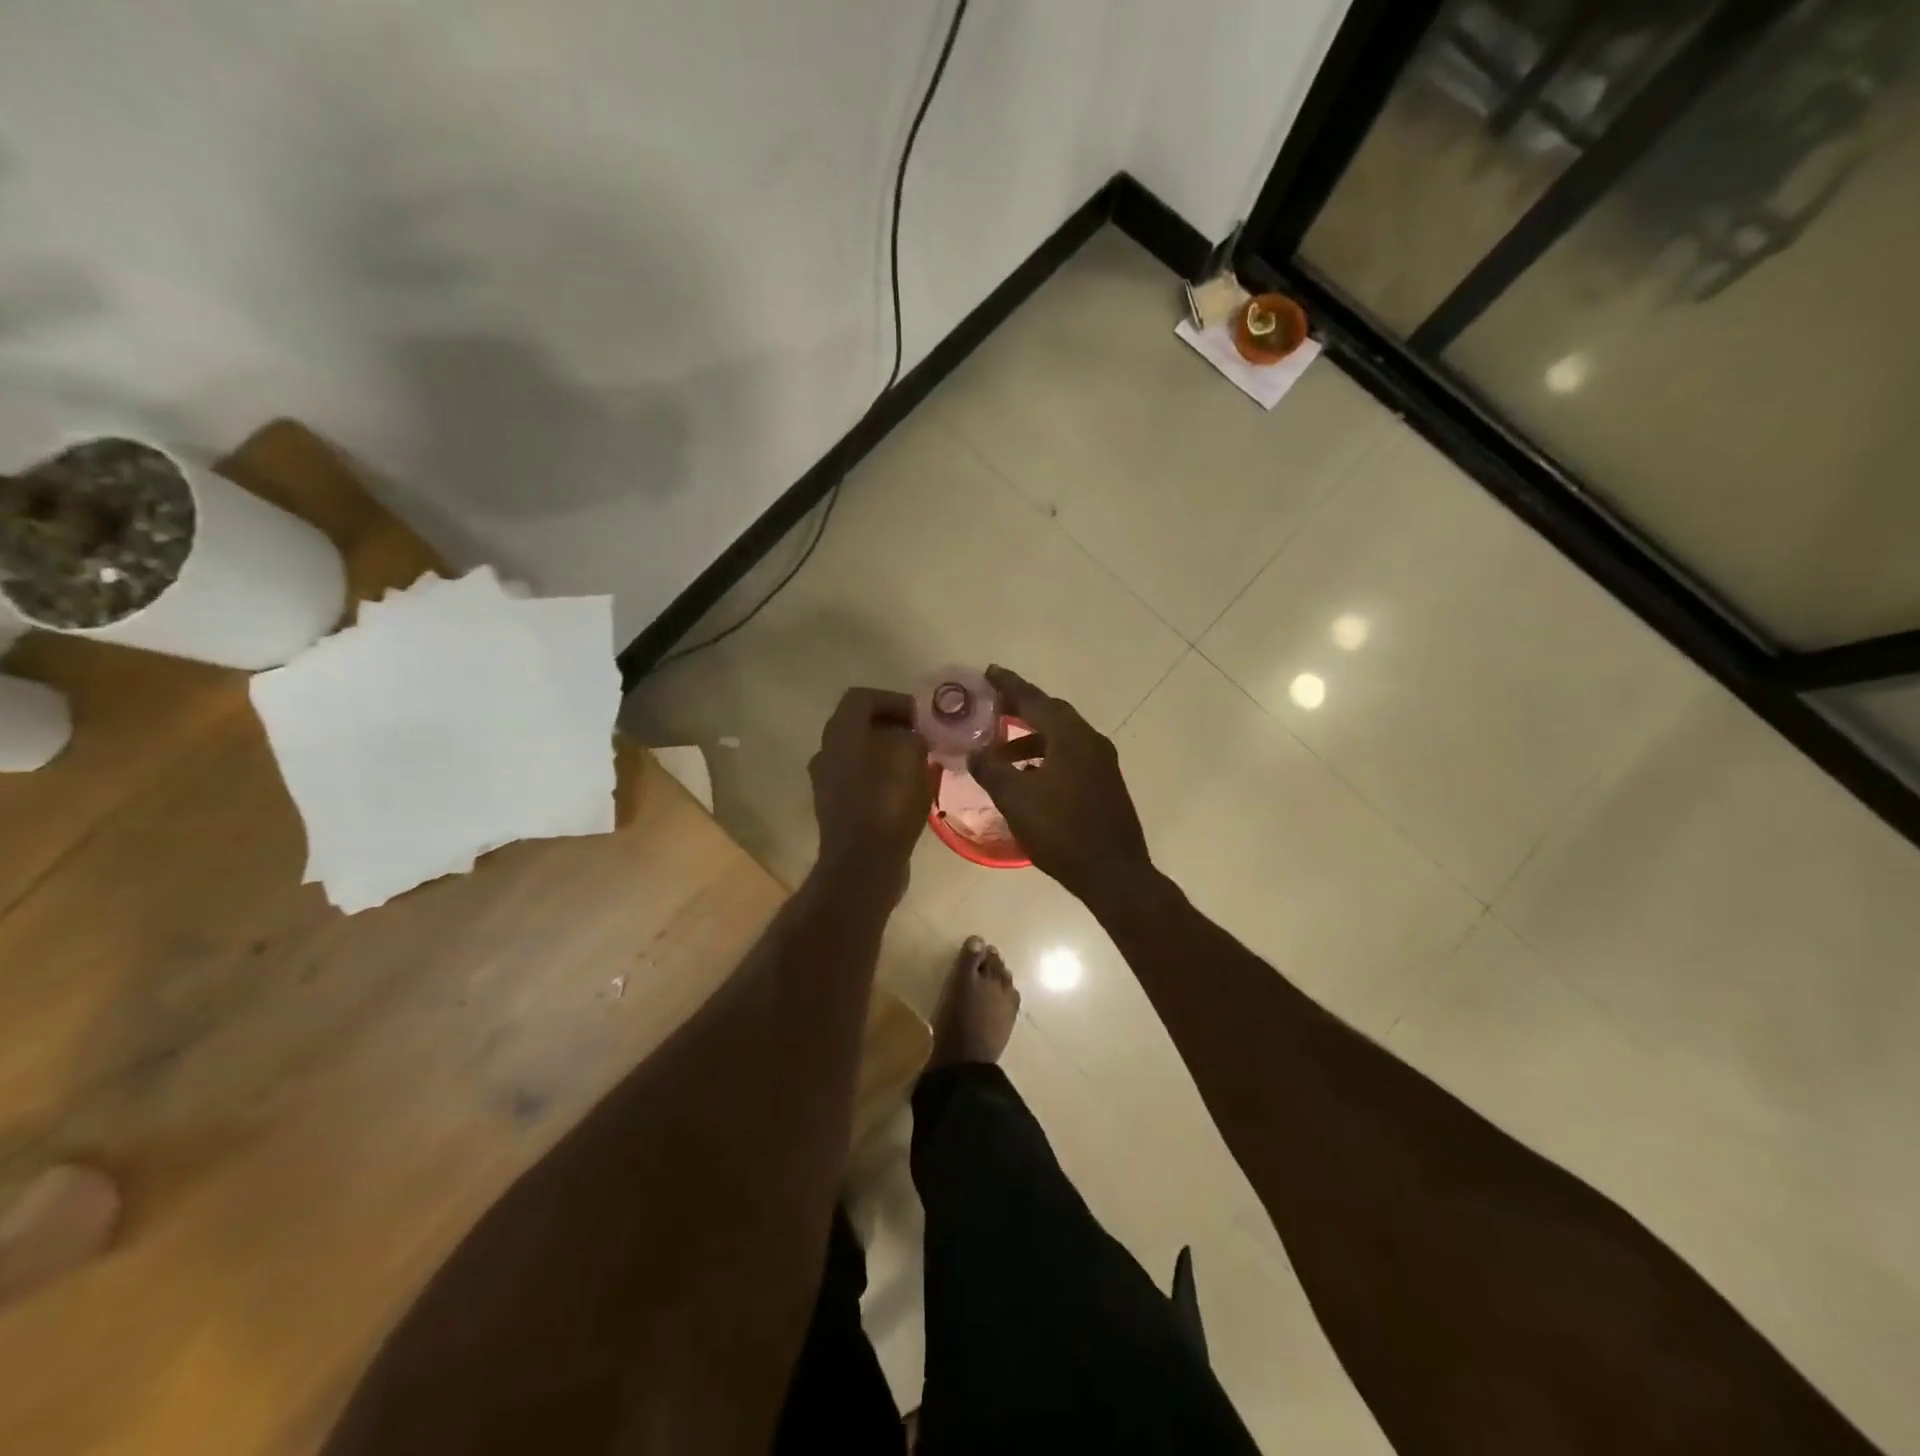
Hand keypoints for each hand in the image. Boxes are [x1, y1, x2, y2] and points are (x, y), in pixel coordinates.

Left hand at [809, 687, 931, 882]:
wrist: (863, 863)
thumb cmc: (887, 801)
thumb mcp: (911, 755)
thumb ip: (914, 735)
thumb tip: (913, 737)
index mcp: (841, 732)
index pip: (862, 698)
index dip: (894, 700)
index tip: (921, 716)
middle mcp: (827, 752)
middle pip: (860, 726)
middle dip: (894, 727)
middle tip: (924, 738)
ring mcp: (827, 782)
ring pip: (861, 755)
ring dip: (889, 754)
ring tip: (921, 764)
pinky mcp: (836, 809)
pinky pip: (862, 782)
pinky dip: (883, 779)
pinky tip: (909, 791)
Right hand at [968, 665, 1152, 901]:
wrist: (1114, 873)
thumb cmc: (1062, 832)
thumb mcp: (1016, 799)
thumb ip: (992, 769)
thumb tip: (975, 752)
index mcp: (1071, 737)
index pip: (1036, 701)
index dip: (1010, 686)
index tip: (989, 673)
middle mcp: (1091, 742)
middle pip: (1052, 714)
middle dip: (1021, 709)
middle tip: (992, 707)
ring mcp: (1102, 763)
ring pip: (1061, 738)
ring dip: (1031, 738)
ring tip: (1000, 750)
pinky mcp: (1105, 784)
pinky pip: (1070, 756)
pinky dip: (1045, 757)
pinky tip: (1027, 776)